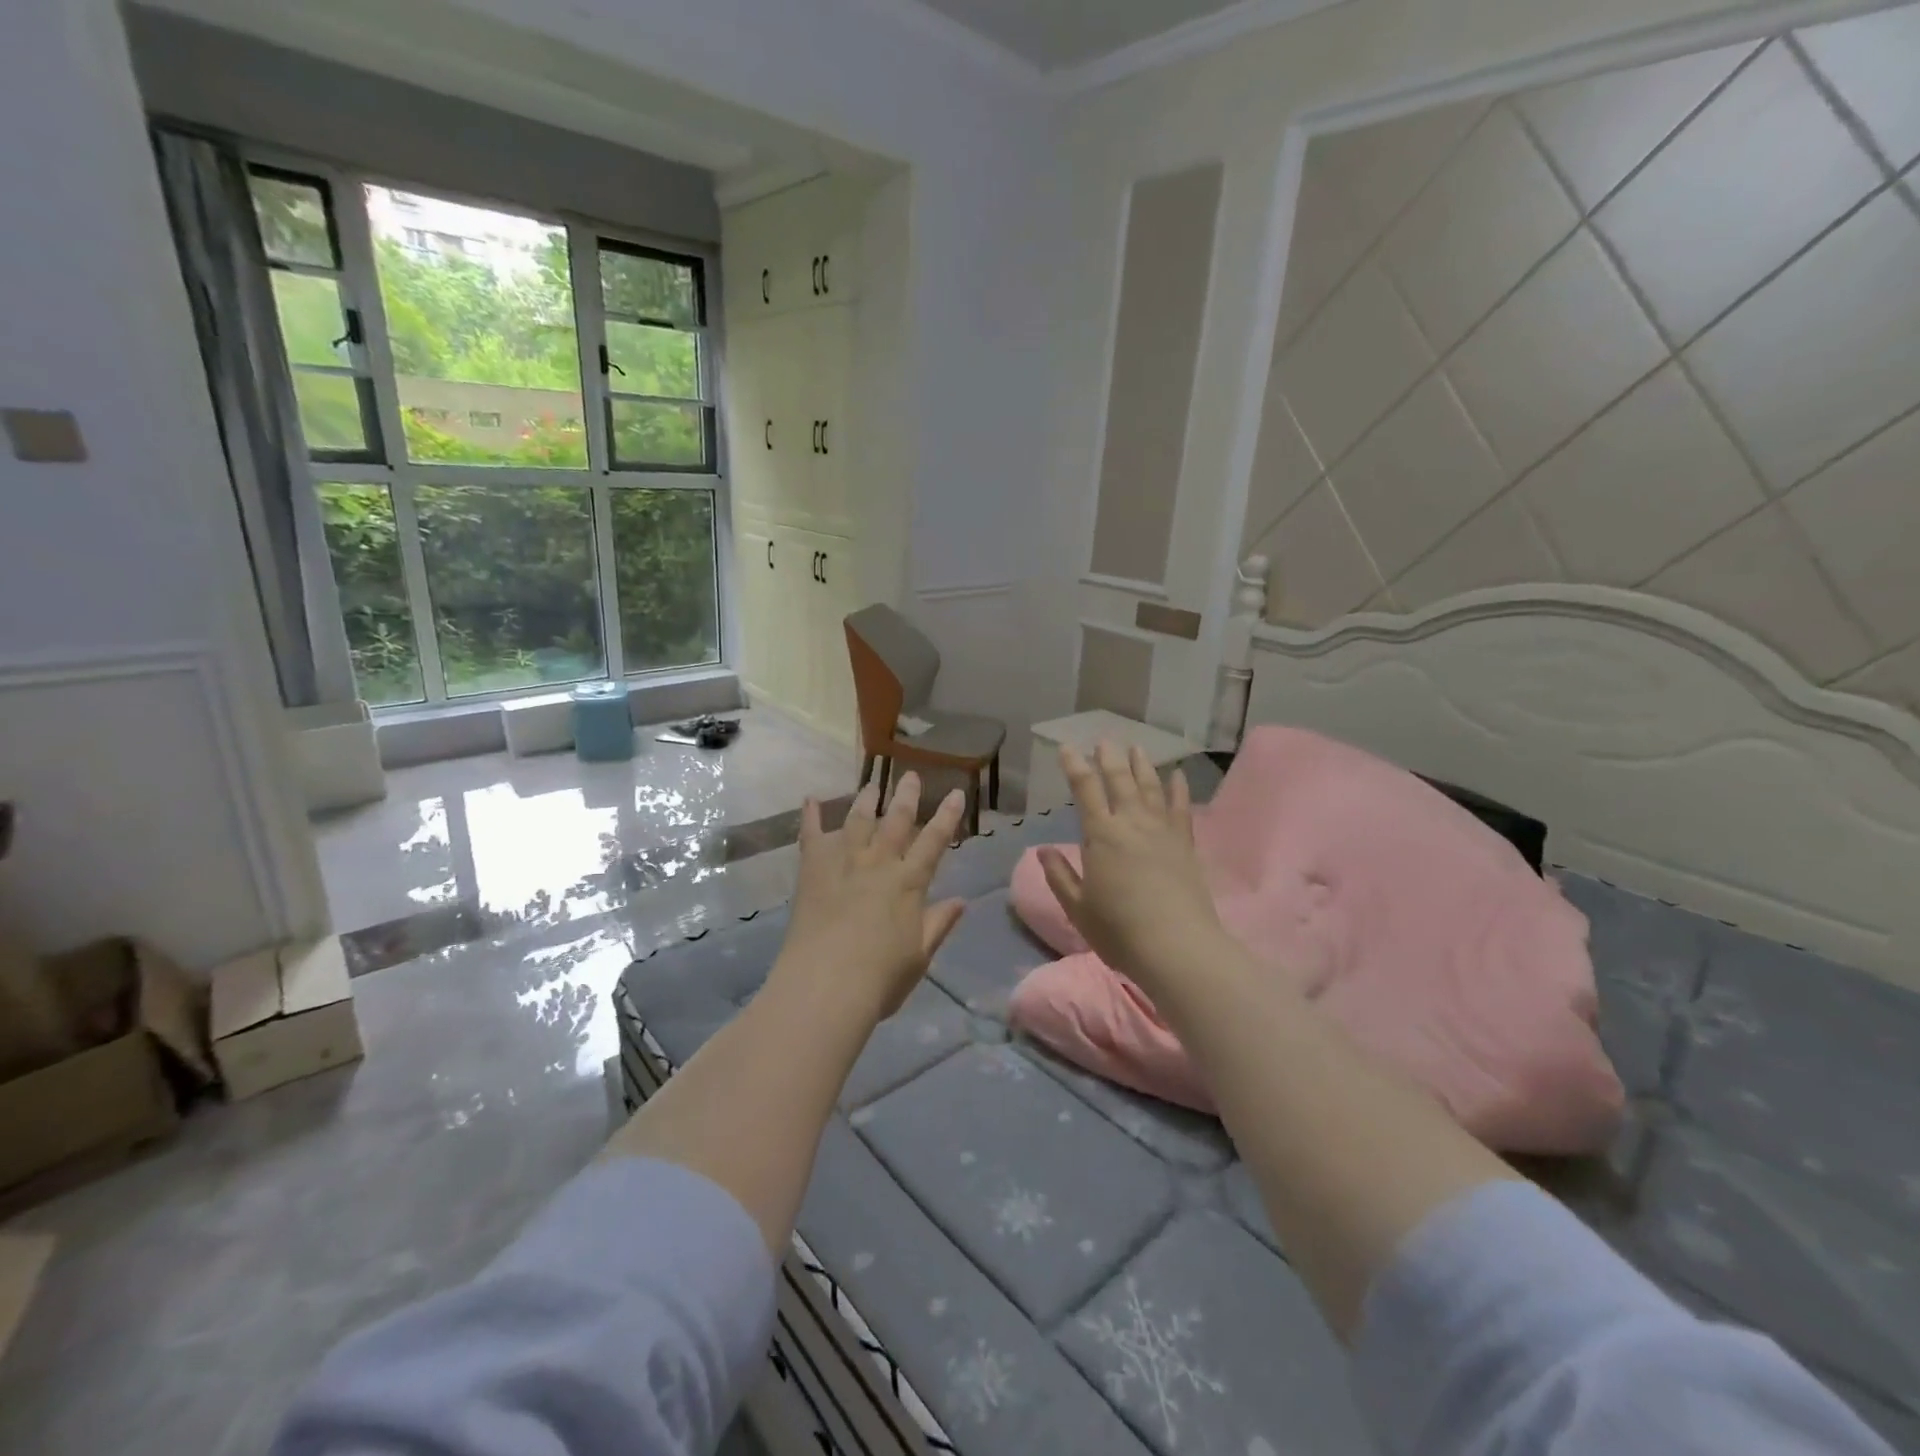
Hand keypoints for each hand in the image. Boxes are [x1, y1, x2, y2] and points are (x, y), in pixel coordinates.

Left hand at [774, 772, 968, 1022]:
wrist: (825, 985)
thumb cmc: (880, 978)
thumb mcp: (919, 955)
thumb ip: (938, 924)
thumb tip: (962, 901)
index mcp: (909, 883)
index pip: (934, 841)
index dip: (946, 816)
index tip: (955, 793)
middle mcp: (878, 863)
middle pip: (895, 820)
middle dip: (906, 795)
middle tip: (910, 774)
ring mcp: (843, 862)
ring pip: (857, 820)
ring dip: (866, 799)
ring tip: (872, 784)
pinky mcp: (812, 869)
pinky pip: (811, 835)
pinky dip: (810, 815)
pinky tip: (810, 798)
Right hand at [1038, 742, 1224, 994]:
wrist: (1177, 947)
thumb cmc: (1119, 930)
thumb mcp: (1078, 908)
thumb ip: (1060, 876)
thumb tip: (1042, 850)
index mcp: (1101, 835)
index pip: (1085, 790)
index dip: (1075, 766)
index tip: (1067, 748)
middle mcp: (1131, 823)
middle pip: (1120, 780)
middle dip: (1109, 758)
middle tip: (1105, 739)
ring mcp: (1162, 831)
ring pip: (1150, 787)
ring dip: (1142, 765)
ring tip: (1137, 747)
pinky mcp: (1185, 844)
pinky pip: (1180, 808)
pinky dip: (1178, 789)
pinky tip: (1177, 775)